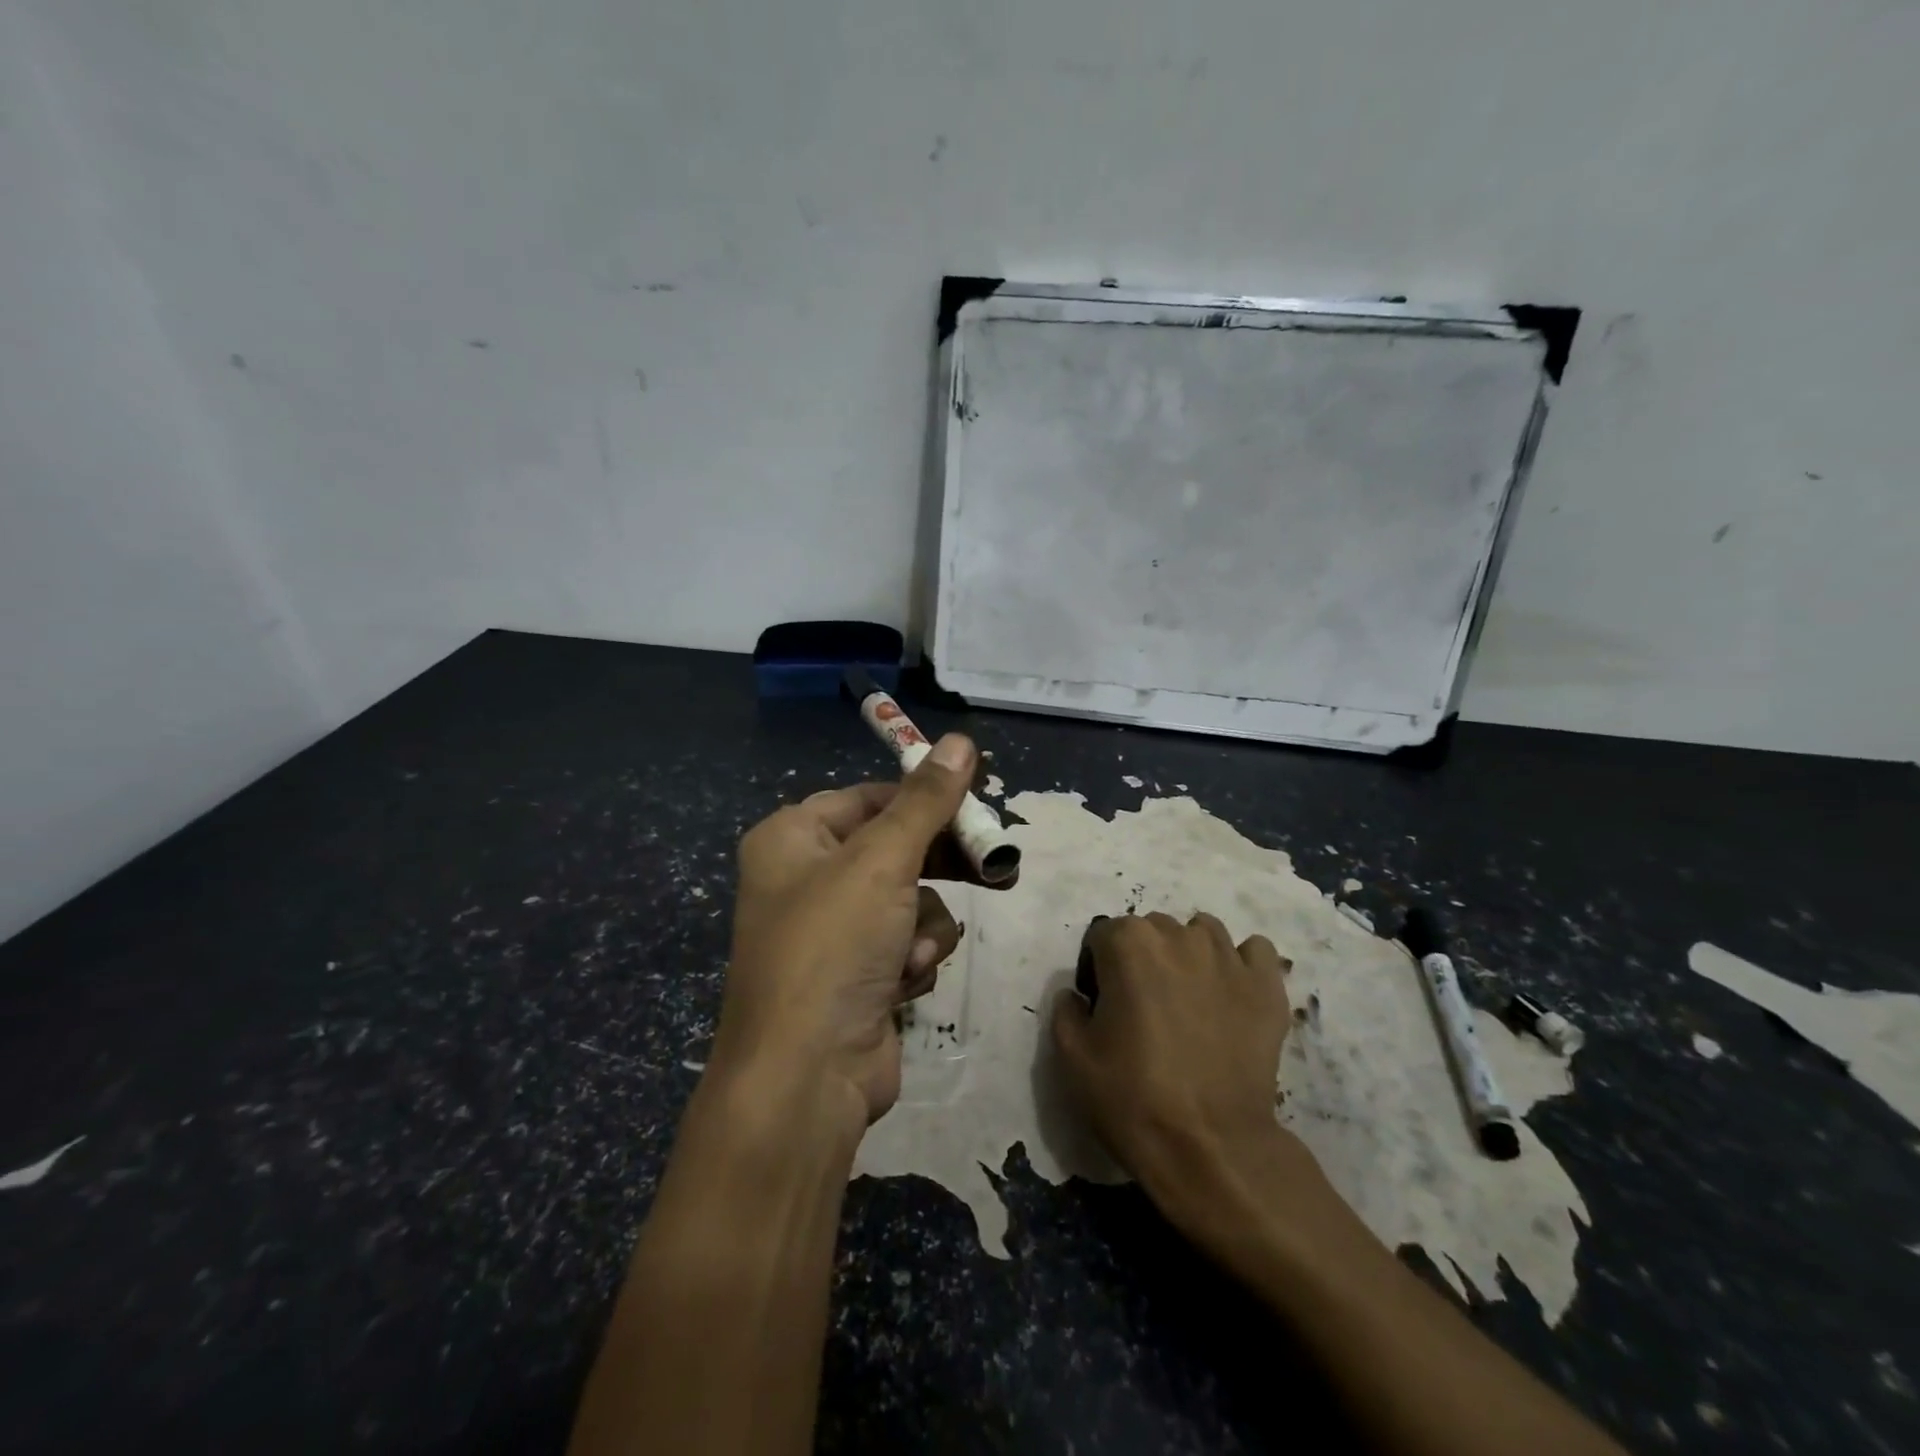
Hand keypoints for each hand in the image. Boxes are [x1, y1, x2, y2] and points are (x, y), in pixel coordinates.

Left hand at [714, 734, 982, 1126]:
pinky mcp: (858, 973)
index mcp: (792, 837)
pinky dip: (915, 957)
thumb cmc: (834, 946)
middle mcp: (806, 877)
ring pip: (910, 898)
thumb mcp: (883, 860)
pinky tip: (905, 982)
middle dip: (939, 866)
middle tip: (991, 868)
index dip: (924, 798)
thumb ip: (927, 800)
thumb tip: (962, 740)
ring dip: (924, 924)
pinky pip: (907, 941)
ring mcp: (833, 930)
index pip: (871, 796)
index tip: (977, 803)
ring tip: (914, 952)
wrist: (806, 1076)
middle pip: (895, 847)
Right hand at [1051, 912, 1297, 1208]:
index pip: (1103, 935)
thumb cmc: (1133, 1098)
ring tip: (1189, 999)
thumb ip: (1066, 1010)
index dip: (1099, 969)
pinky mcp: (1266, 986)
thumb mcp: (1072, 1057)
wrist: (1211, 1149)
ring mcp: (1228, 957)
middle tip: (1145, 1007)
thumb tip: (1077, 995)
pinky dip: (1241, 964)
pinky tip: (1231, 994)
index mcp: (1128, 944)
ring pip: (1202, 932)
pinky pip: (1254, 952)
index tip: (1104, 1006)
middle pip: (1153, 929)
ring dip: (1189, 953)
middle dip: (1144, 957)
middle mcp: (1178, 936)